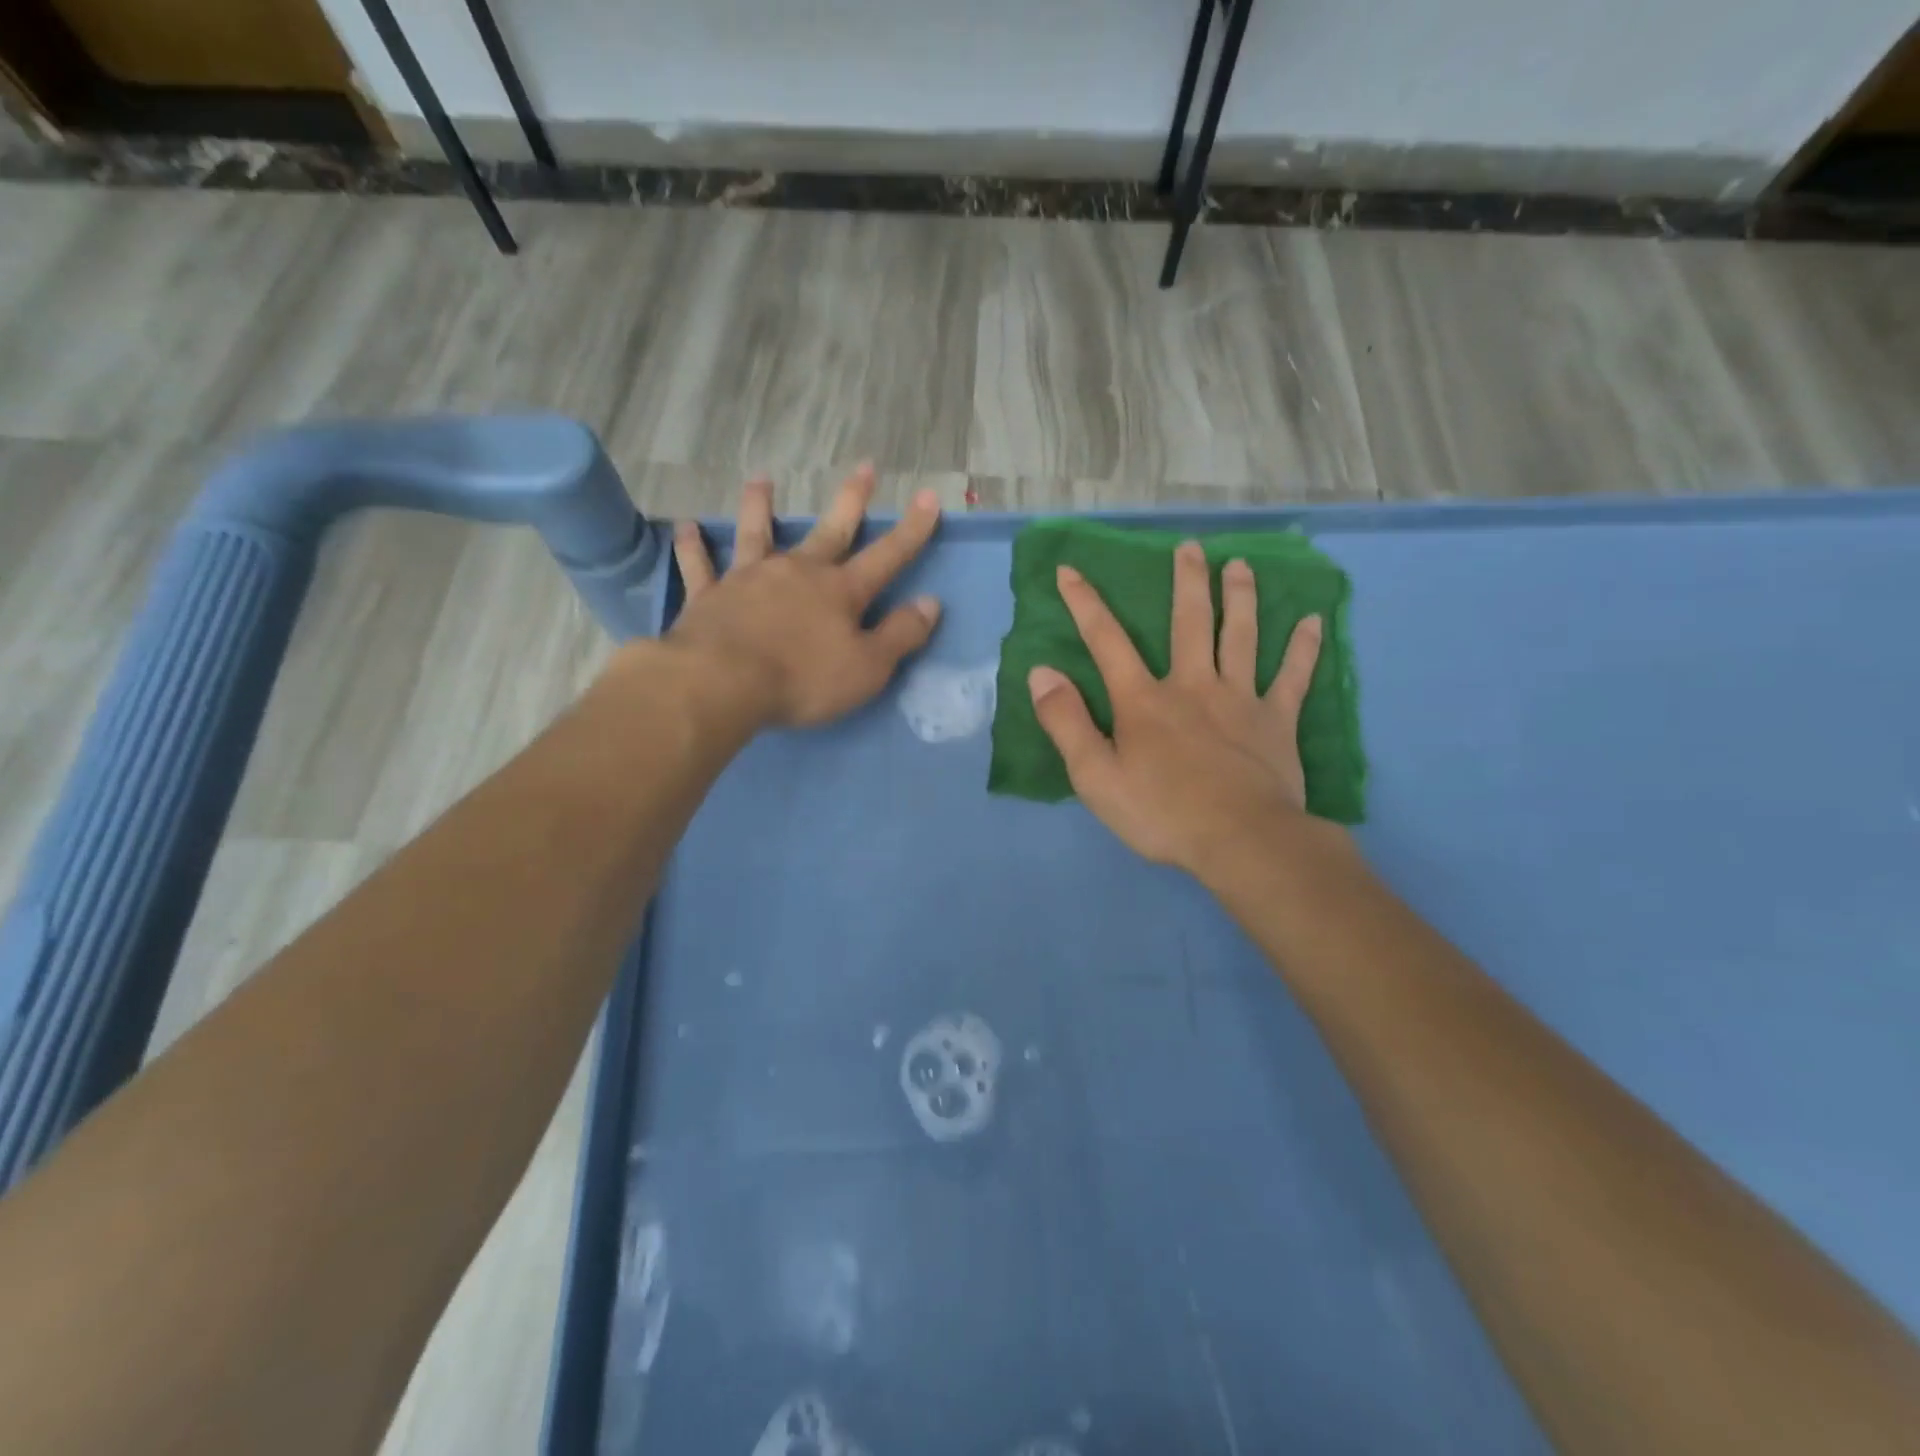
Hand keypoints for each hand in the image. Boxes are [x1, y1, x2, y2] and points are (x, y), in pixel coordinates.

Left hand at [666, 466, 942, 727]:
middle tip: (865, 467)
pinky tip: (687, 527)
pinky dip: (694, 546)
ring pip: (757, 532)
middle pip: (830, 531)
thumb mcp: (868, 668)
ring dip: (760, 505)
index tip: (928, 496)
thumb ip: (901, 635)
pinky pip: (700, 565)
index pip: (887, 556)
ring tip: (762, 479)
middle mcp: (797, 572)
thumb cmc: (803, 679)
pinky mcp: (709, 595)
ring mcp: (750, 578)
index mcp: (840, 591)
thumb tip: (931, 604)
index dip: (911, 529)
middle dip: (851, 499)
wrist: (723, 682)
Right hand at [1028, 540, 1326, 877]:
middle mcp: (1192, 685)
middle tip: (1190, 548)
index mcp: (1144, 700)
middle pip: (1189, 622)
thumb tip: (1041, 672)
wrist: (1240, 841)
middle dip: (1186, 582)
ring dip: (1241, 598)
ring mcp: (1240, 699)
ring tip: (1240, 565)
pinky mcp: (1276, 720)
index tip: (1070, 570)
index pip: (1106, 640)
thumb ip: (1066, 722)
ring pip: (1240, 636)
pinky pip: (1293, 677)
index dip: (1085, 603)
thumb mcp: (1095, 776)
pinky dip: (1304, 648)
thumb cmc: (1161, 813)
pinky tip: (1313, 621)